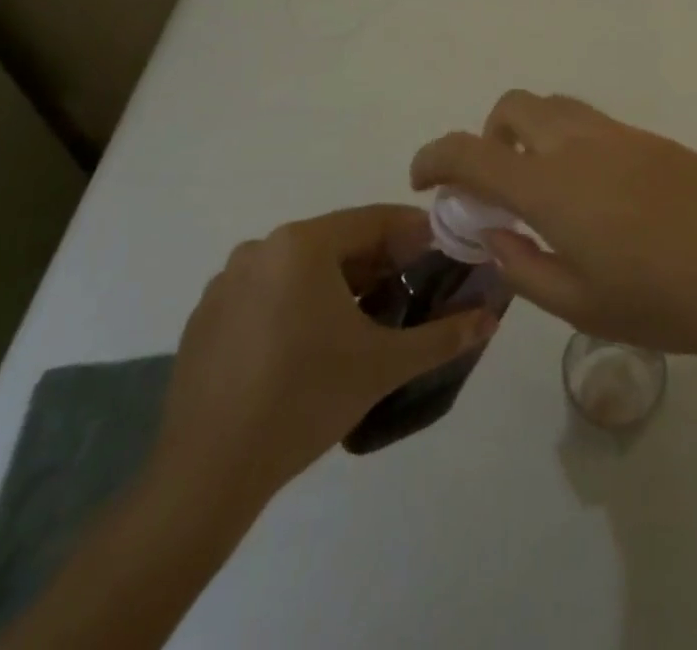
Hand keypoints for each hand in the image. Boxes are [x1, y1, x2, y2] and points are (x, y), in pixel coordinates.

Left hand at [145, 206, 498, 529]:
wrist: (206, 475)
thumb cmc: (304, 400)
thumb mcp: (384, 365)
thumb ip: (442, 336)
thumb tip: (490, 317)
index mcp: (302, 244)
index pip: (374, 220)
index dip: (414, 234)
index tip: (443, 254)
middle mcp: (261, 248)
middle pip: (337, 242)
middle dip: (379, 262)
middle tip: (411, 291)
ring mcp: (226, 282)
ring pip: (301, 268)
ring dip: (339, 284)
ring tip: (366, 322)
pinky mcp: (206, 317)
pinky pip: (267, 293)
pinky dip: (298, 304)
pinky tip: (311, 347)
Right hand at [411, 92, 696, 365]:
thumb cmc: (664, 300)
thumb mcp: (580, 304)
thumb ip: (524, 268)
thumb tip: (496, 237)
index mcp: (551, 184)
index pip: (470, 151)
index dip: (434, 158)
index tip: (422, 178)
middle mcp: (578, 143)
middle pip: (513, 106)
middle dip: (488, 136)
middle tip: (497, 186)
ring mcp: (619, 134)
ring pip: (555, 106)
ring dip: (531, 133)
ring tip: (546, 189)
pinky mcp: (652, 138)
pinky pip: (592, 122)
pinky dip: (569, 140)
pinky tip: (597, 194)